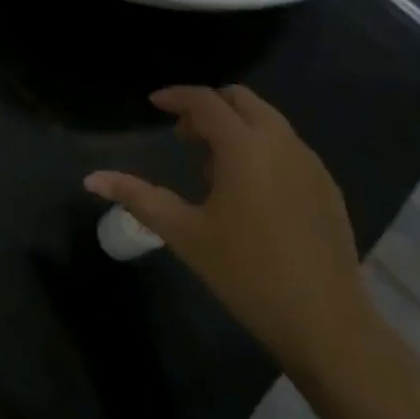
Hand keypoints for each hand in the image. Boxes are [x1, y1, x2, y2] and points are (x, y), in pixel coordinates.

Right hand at [85, 86, 377, 386]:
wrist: (325, 321)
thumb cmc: (246, 272)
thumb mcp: (184, 233)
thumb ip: (138, 197)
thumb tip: (92, 179)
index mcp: (244, 146)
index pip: (205, 101)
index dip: (176, 96)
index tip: (154, 103)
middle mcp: (281, 141)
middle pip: (241, 100)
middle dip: (208, 108)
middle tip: (183, 137)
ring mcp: (310, 162)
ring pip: (267, 121)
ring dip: (235, 128)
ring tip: (211, 169)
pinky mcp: (327, 185)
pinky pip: (287, 147)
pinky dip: (261, 148)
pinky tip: (249, 192)